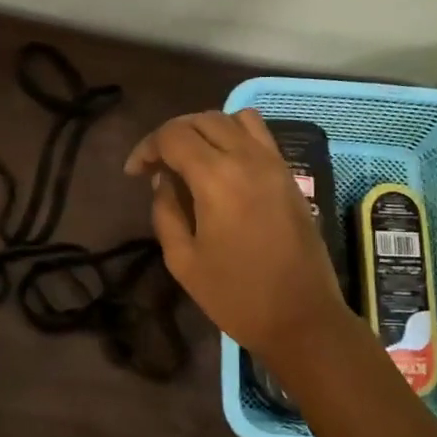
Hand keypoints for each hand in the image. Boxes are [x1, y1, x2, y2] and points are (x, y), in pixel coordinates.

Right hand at [124, 109, 350, 363]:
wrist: (301, 317)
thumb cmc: (235, 295)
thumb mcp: (183, 261)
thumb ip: (166, 212)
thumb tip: (164, 181)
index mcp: (216, 179)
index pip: (173, 136)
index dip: (147, 147)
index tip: (134, 173)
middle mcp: (248, 158)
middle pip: (203, 119)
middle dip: (172, 134)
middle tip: (156, 165)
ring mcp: (274, 163)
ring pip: (234, 119)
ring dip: (205, 129)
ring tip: (191, 159)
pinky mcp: (289, 175)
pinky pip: (260, 135)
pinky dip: (234, 136)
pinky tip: (223, 166)